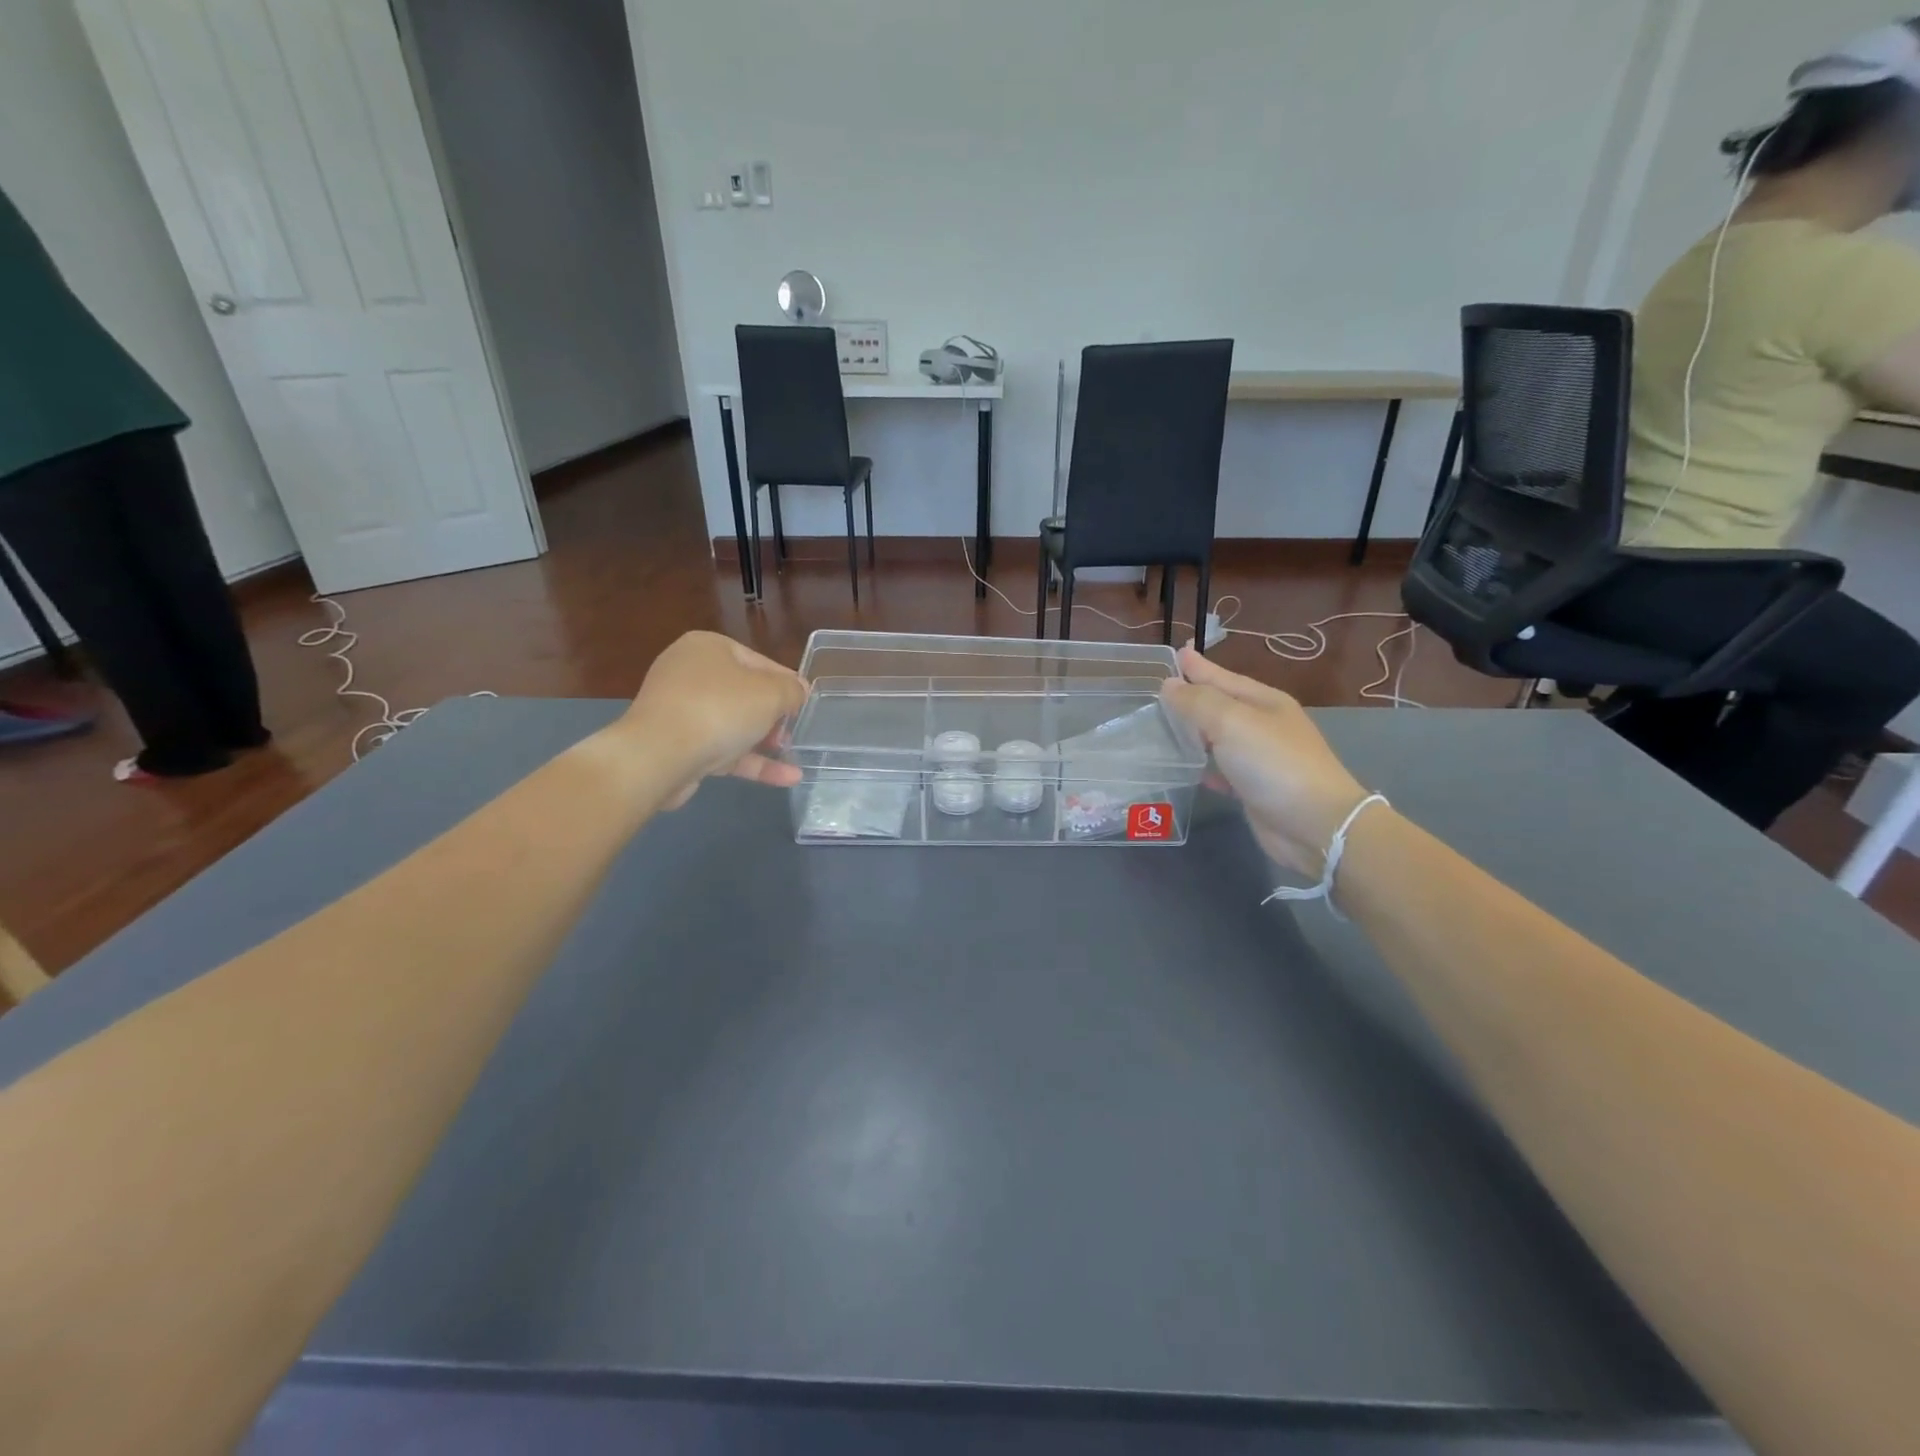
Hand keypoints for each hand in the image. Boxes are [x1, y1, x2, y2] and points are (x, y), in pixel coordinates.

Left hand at [619, 632, 808, 807]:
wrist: (657, 757)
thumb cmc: (719, 710)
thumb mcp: (771, 693)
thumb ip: (792, 690)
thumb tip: (798, 691)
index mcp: (708, 647)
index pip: (760, 662)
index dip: (787, 684)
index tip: (805, 705)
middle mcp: (690, 673)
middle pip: (745, 693)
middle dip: (774, 715)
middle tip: (796, 731)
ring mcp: (680, 711)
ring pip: (733, 724)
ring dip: (765, 741)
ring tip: (793, 755)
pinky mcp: (678, 745)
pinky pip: (723, 749)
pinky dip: (752, 761)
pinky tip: (787, 778)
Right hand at [1160, 646, 1372, 875]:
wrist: (1315, 824)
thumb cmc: (1273, 764)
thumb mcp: (1232, 723)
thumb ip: (1198, 703)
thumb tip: (1170, 685)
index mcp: (1263, 702)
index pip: (1222, 677)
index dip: (1198, 667)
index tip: (1176, 652)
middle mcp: (1263, 725)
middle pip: (1221, 705)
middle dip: (1193, 697)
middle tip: (1161, 690)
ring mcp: (1261, 758)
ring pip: (1218, 738)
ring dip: (1194, 732)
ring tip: (1165, 727)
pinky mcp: (1254, 789)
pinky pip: (1222, 770)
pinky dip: (1205, 766)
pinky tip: (1189, 769)